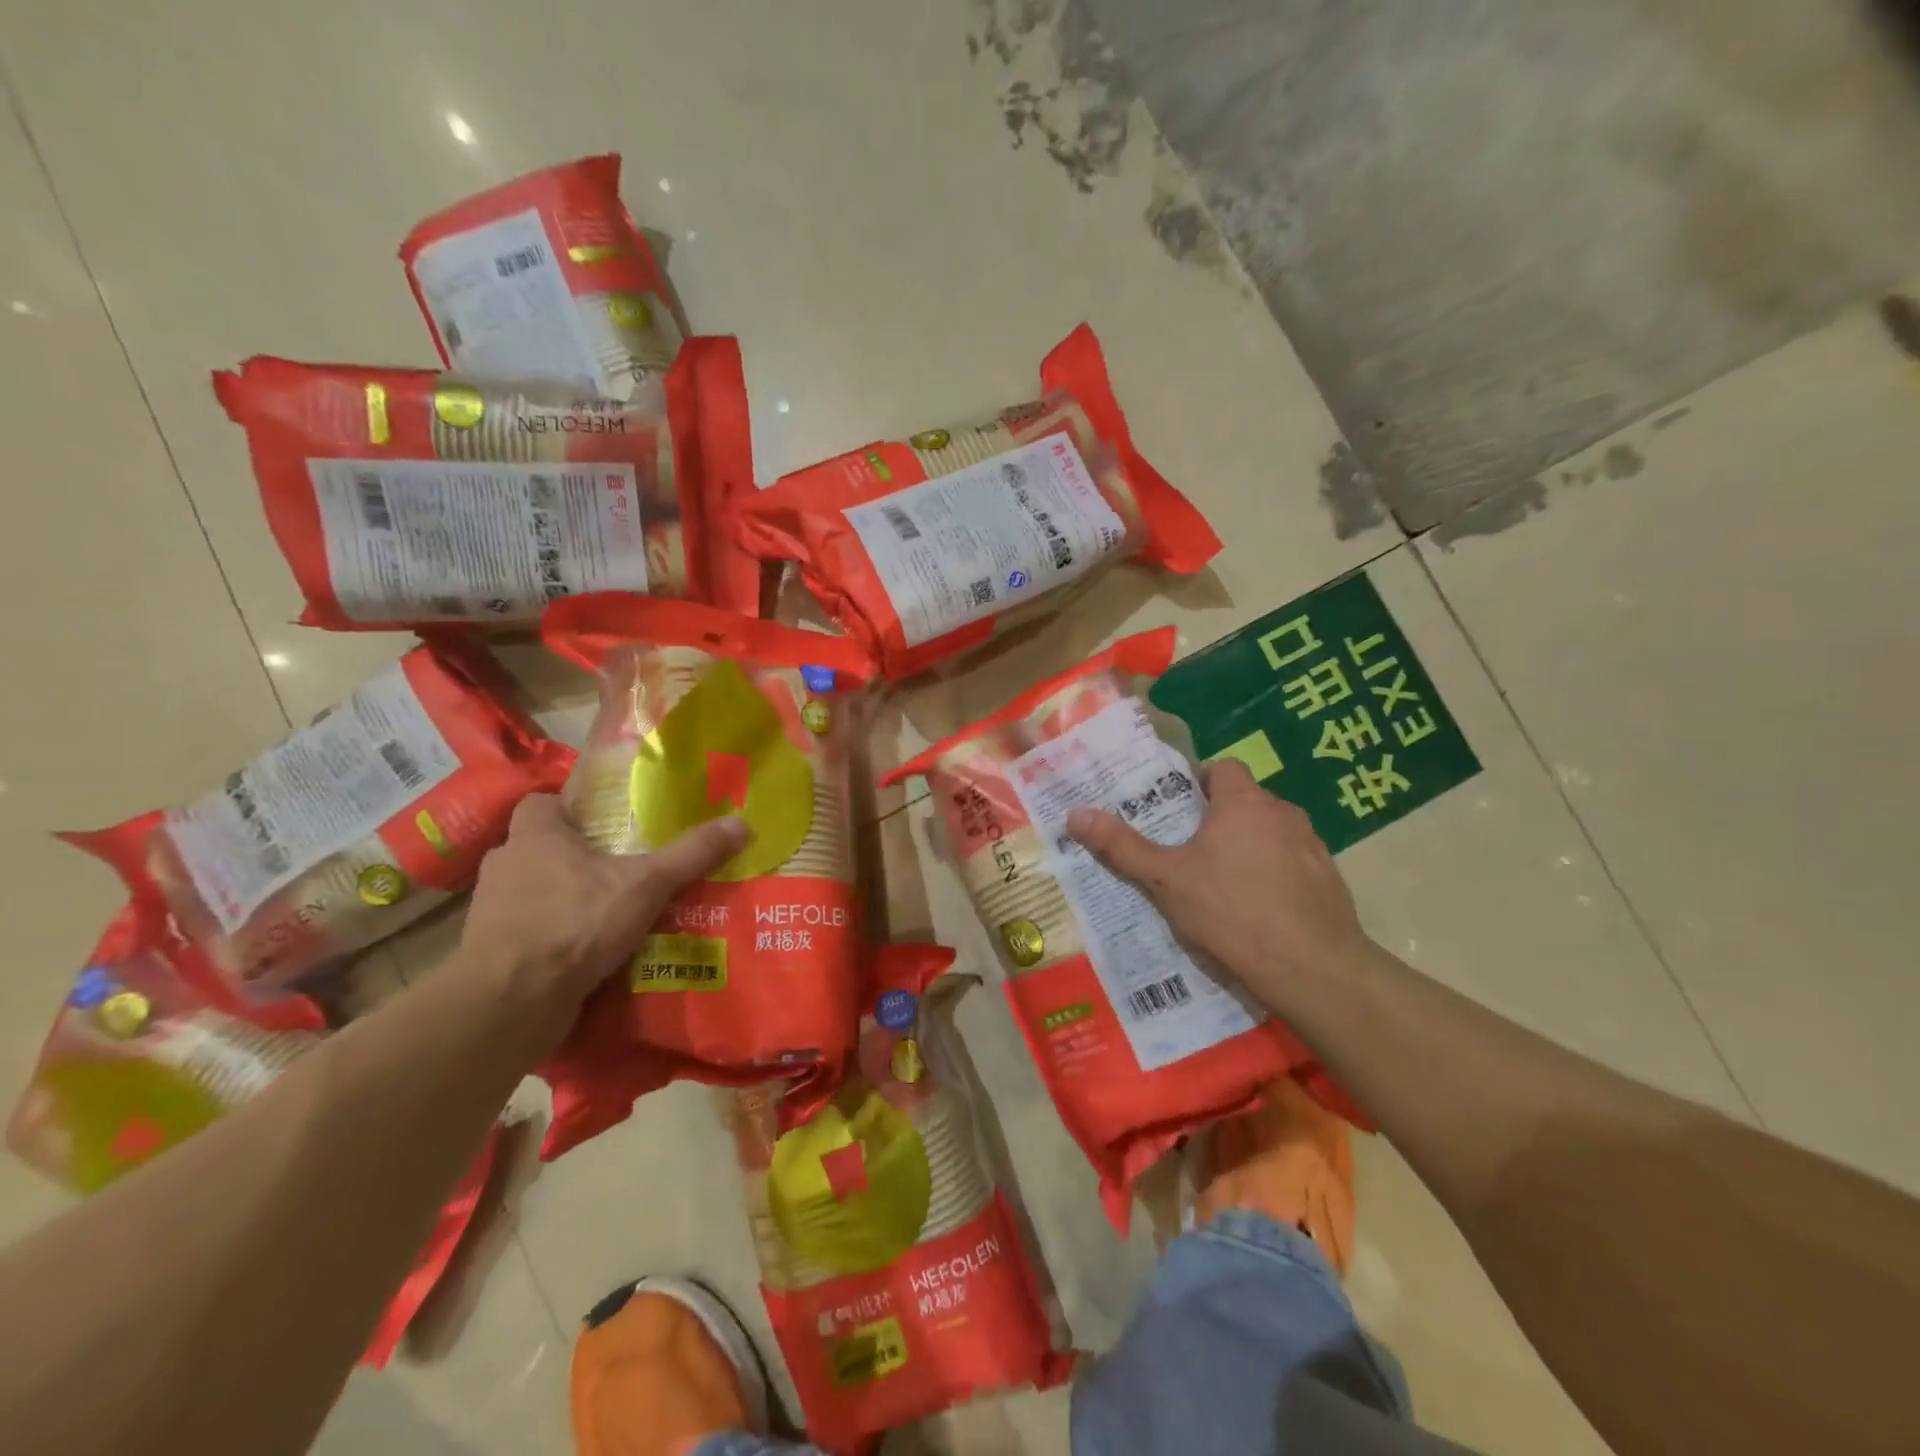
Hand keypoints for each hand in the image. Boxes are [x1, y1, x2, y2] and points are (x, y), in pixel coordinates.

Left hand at [459, 794, 746, 1026]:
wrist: (510, 1003)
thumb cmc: (574, 922)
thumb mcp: (647, 883)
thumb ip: (690, 854)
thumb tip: (741, 823)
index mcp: (534, 834)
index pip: (544, 802)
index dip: (575, 808)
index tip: (610, 823)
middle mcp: (507, 864)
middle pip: (545, 847)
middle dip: (580, 856)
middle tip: (625, 865)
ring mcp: (493, 910)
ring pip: (538, 890)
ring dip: (569, 897)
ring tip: (615, 909)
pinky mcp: (492, 951)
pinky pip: (533, 930)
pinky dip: (558, 935)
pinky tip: (592, 950)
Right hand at [1066, 759, 1369, 1010]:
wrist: (1312, 968)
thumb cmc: (1231, 911)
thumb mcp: (1166, 880)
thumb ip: (1122, 846)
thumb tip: (1075, 814)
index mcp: (1242, 803)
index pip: (1223, 769)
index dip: (1200, 783)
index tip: (1179, 811)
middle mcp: (1282, 813)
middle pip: (1246, 801)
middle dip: (1220, 819)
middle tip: (1189, 851)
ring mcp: (1312, 845)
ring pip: (1271, 832)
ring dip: (1250, 846)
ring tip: (1223, 883)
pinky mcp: (1330, 878)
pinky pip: (1294, 862)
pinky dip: (1276, 873)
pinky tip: (1260, 908)